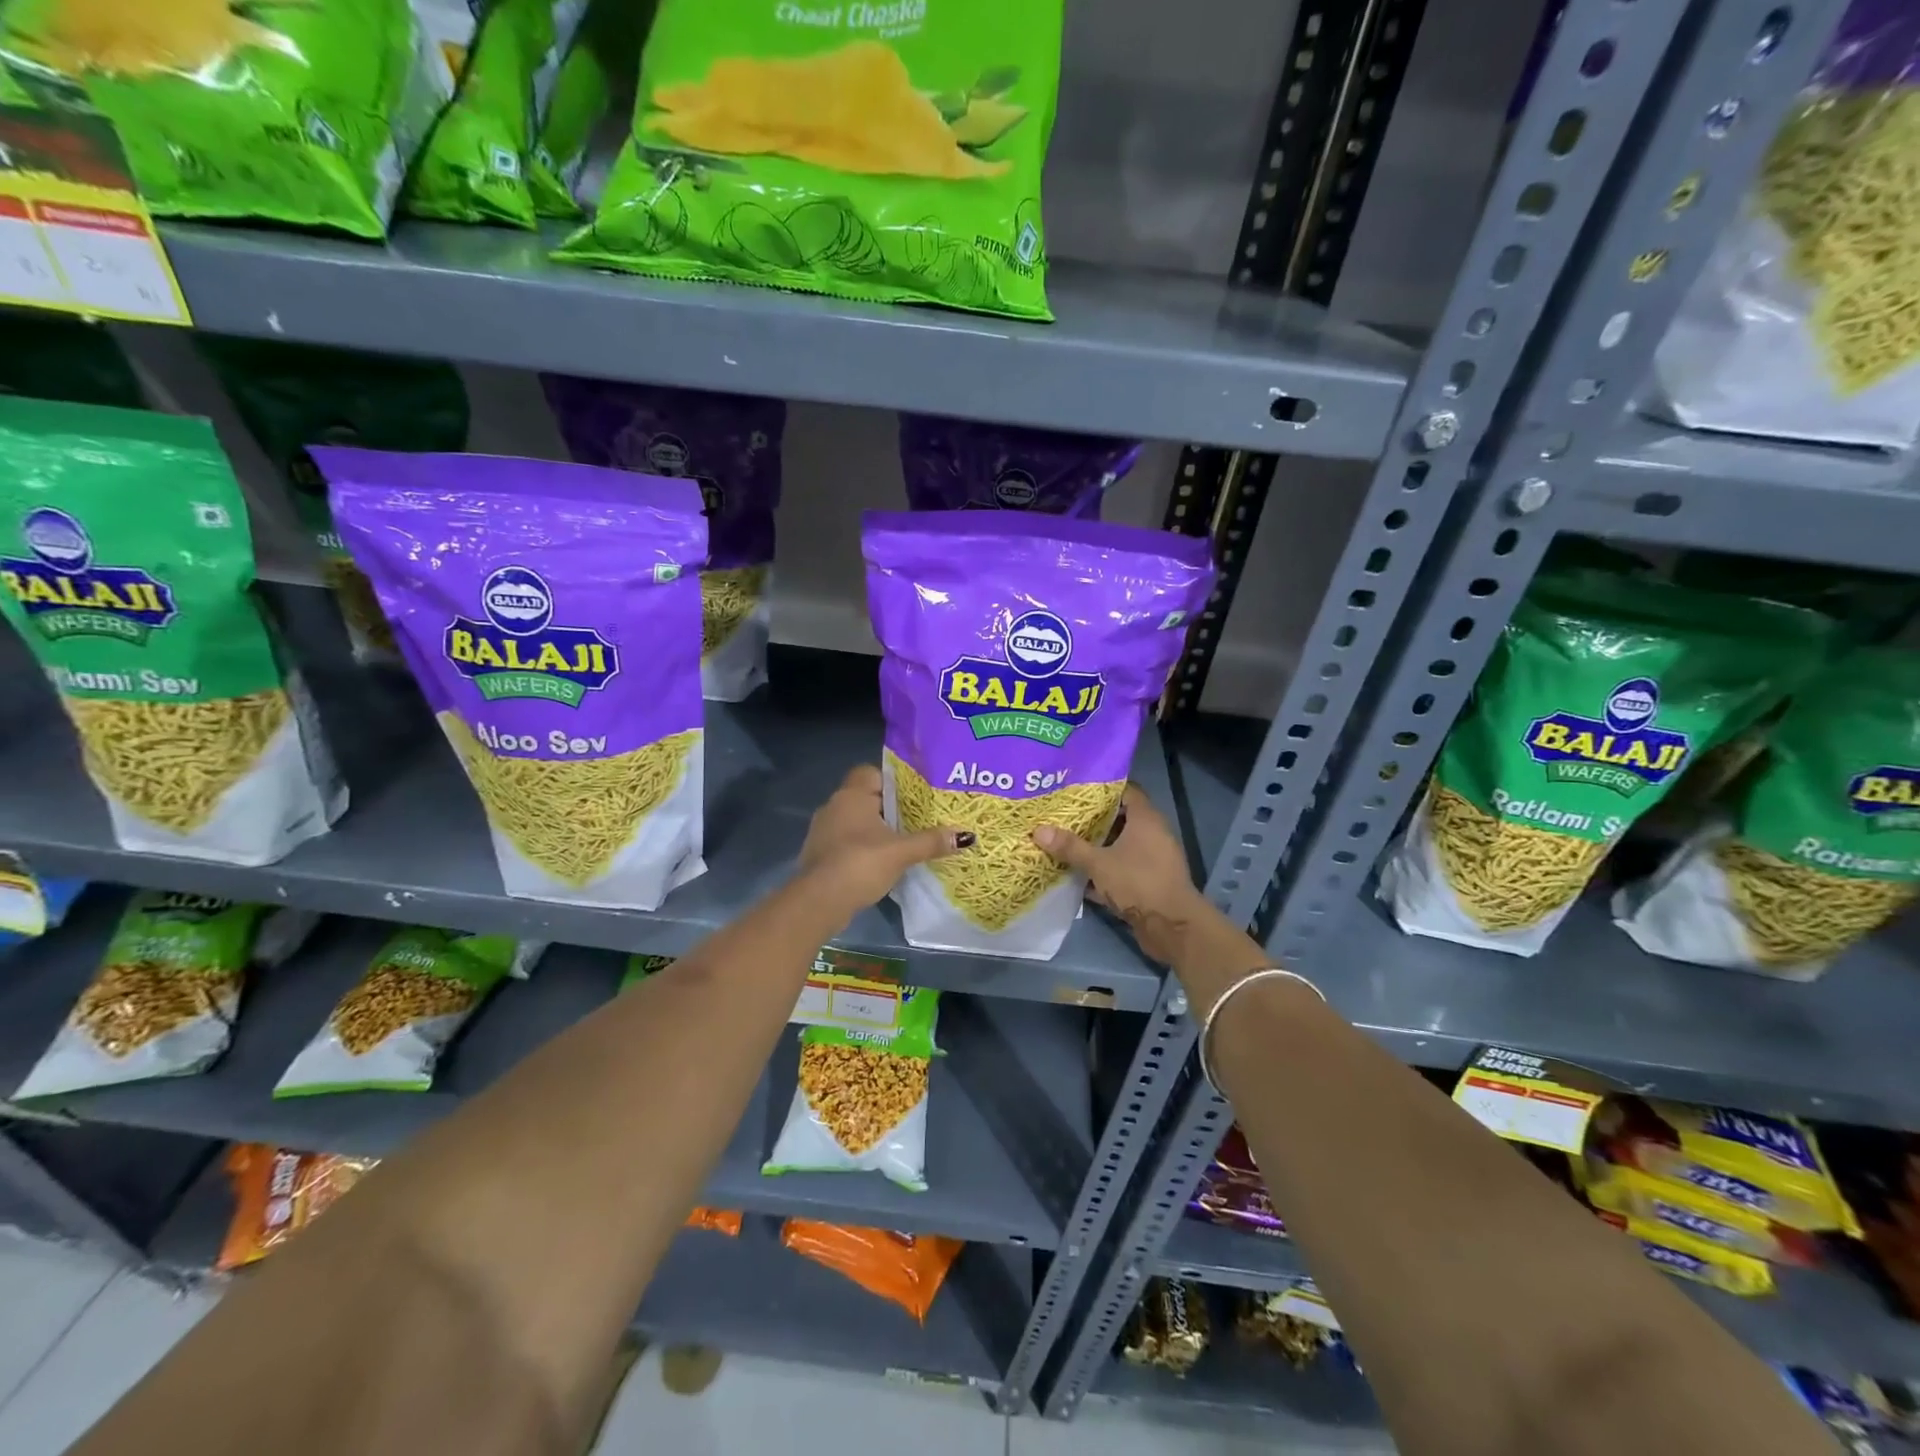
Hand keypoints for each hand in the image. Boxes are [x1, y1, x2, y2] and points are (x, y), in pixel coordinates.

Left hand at [799, 765, 970, 919]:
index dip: (892, 781)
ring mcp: (822, 831)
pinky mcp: (820, 854)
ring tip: (902, 842)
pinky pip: (846, 842)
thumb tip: (965, 835)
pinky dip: (862, 848)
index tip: (913, 796)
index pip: (871, 773)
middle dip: (889, 808)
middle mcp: (833, 806)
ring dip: (875, 830)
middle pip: (866, 798)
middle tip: (916, 819)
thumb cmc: (860, 863)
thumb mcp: (901, 852)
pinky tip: (880, 863)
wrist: (819, 901)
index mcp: (851, 795)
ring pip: (855, 822)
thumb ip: (931, 841)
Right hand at [1033, 787, 1211, 963]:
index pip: (1125, 791)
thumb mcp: (1098, 863)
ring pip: (1121, 845)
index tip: (1076, 789)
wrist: (1172, 926)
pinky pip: (1124, 867)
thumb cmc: (1138, 882)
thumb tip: (1038, 831)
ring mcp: (1153, 858)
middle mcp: (1153, 834)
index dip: (1102, 789)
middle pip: (1121, 818)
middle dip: (1094, 819)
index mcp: (1146, 819)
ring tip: (1067, 842)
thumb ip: (1070, 847)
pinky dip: (1105, 869)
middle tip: (1064, 816)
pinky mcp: (1150, 881)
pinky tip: (1080, 875)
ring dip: (1098, 846)